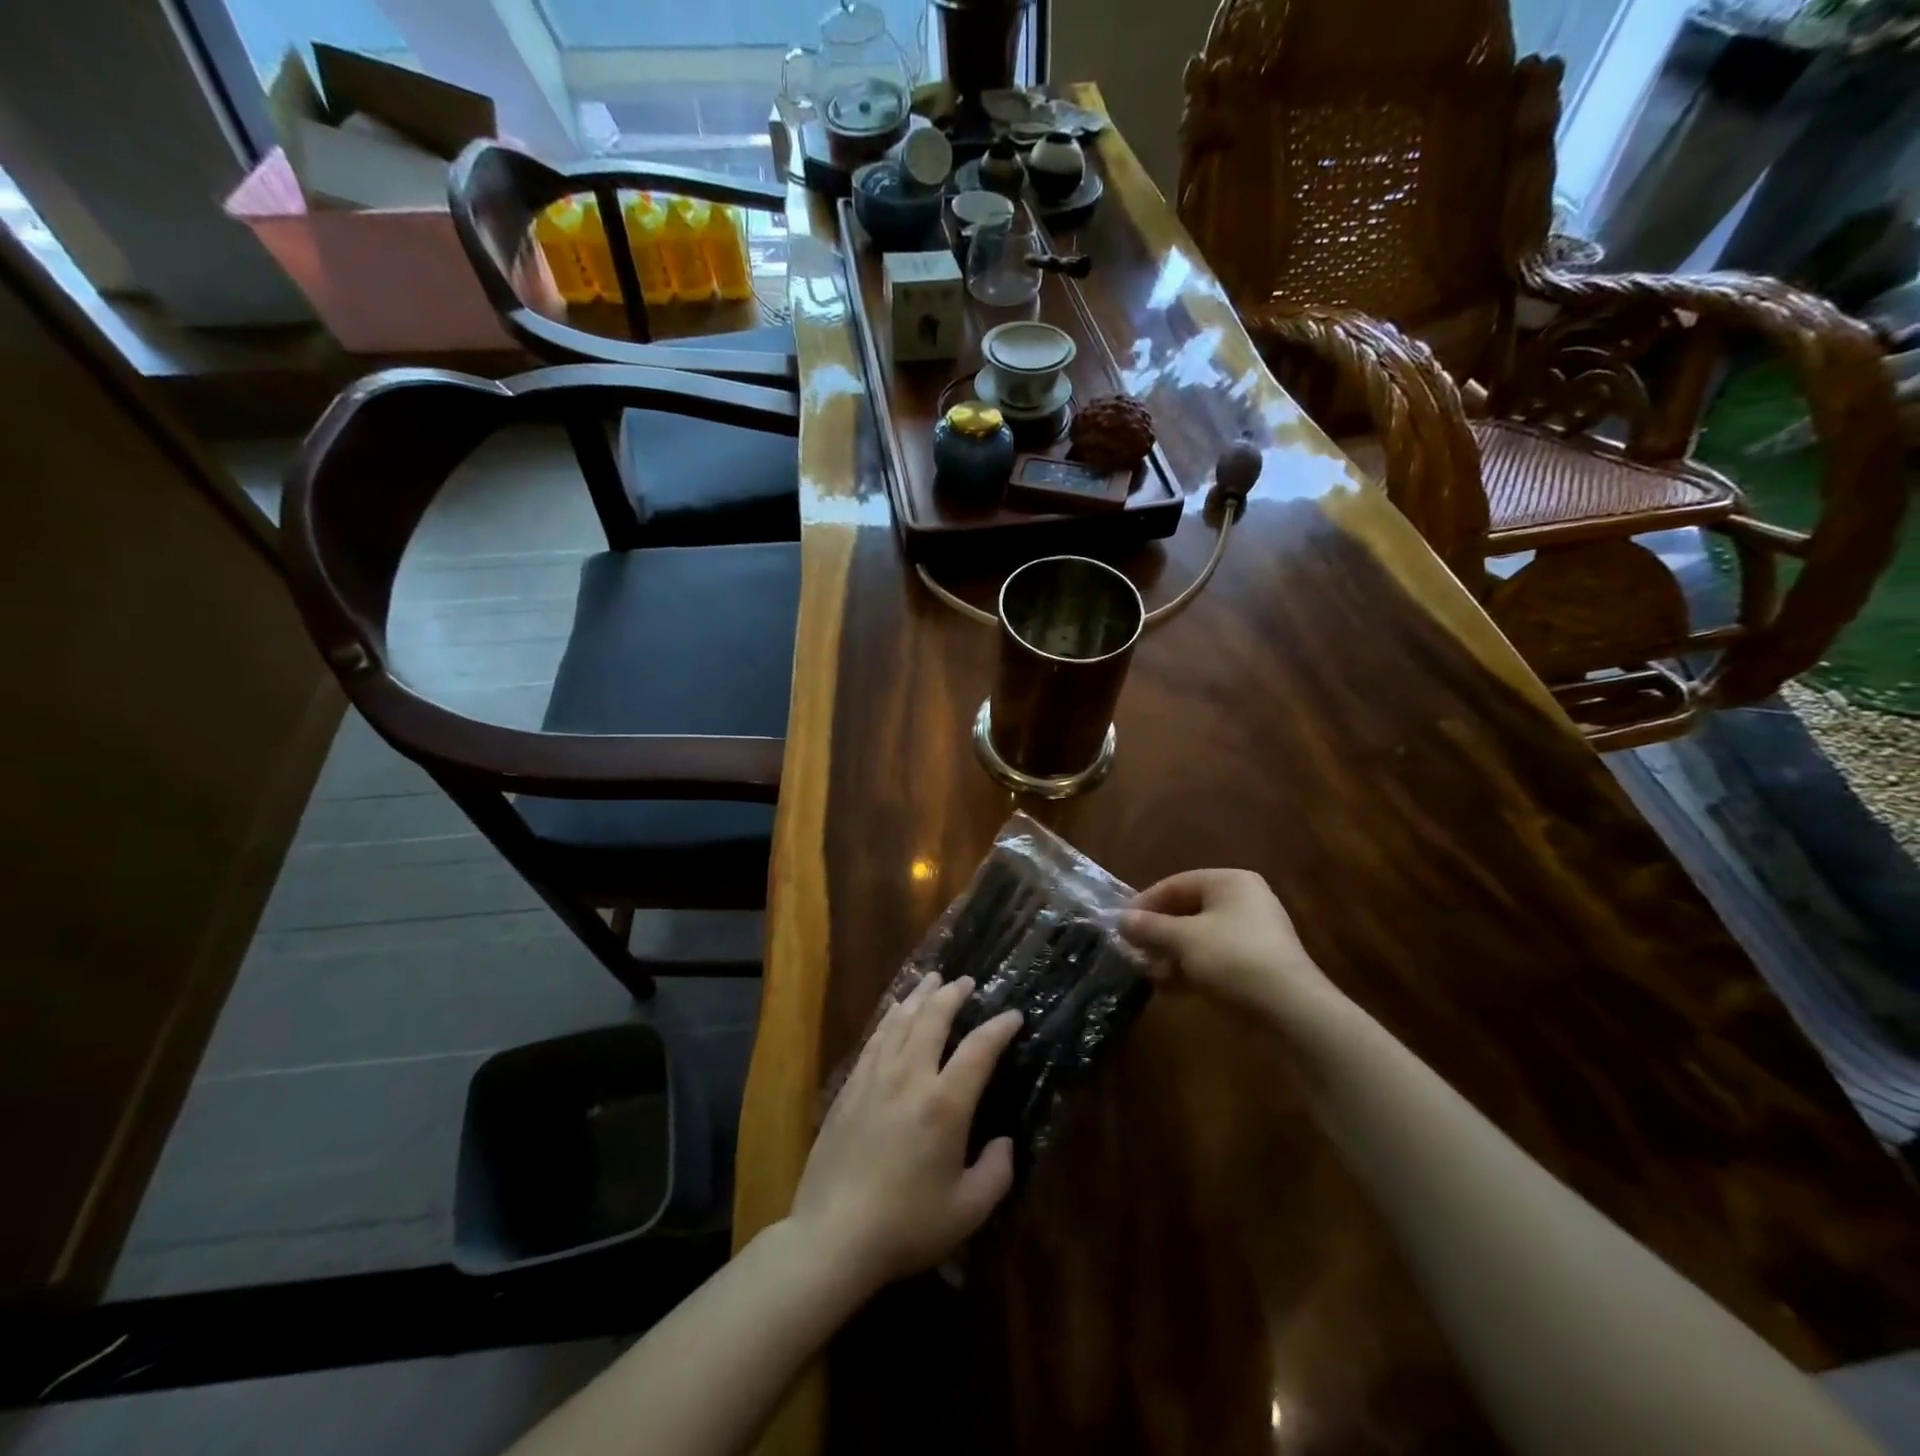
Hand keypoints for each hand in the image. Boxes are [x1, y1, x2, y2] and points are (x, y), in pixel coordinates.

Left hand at [787, 973, 1021, 1293]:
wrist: (833, 1236)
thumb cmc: (906, 1225)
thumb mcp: (968, 1211)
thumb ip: (996, 1173)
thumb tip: (1003, 1142)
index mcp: (944, 1104)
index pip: (978, 1049)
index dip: (999, 1027)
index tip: (1013, 1015)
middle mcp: (909, 1077)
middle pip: (933, 1018)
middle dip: (953, 994)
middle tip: (967, 982)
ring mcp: (875, 1078)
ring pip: (900, 1021)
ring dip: (920, 996)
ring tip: (932, 980)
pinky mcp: (850, 1088)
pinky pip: (875, 1039)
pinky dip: (889, 1018)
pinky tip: (894, 1012)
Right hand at [1119, 869, 1343, 1025]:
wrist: (1291, 1010)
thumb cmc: (1234, 959)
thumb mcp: (1184, 939)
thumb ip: (1149, 927)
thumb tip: (1120, 920)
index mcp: (1229, 882)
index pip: (1175, 884)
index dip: (1144, 903)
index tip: (1120, 925)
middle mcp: (1243, 901)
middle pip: (1186, 910)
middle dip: (1157, 932)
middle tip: (1130, 949)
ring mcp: (1251, 934)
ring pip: (1198, 937)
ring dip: (1170, 953)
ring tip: (1145, 971)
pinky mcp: (1255, 964)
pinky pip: (1213, 958)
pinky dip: (1190, 968)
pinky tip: (1167, 986)